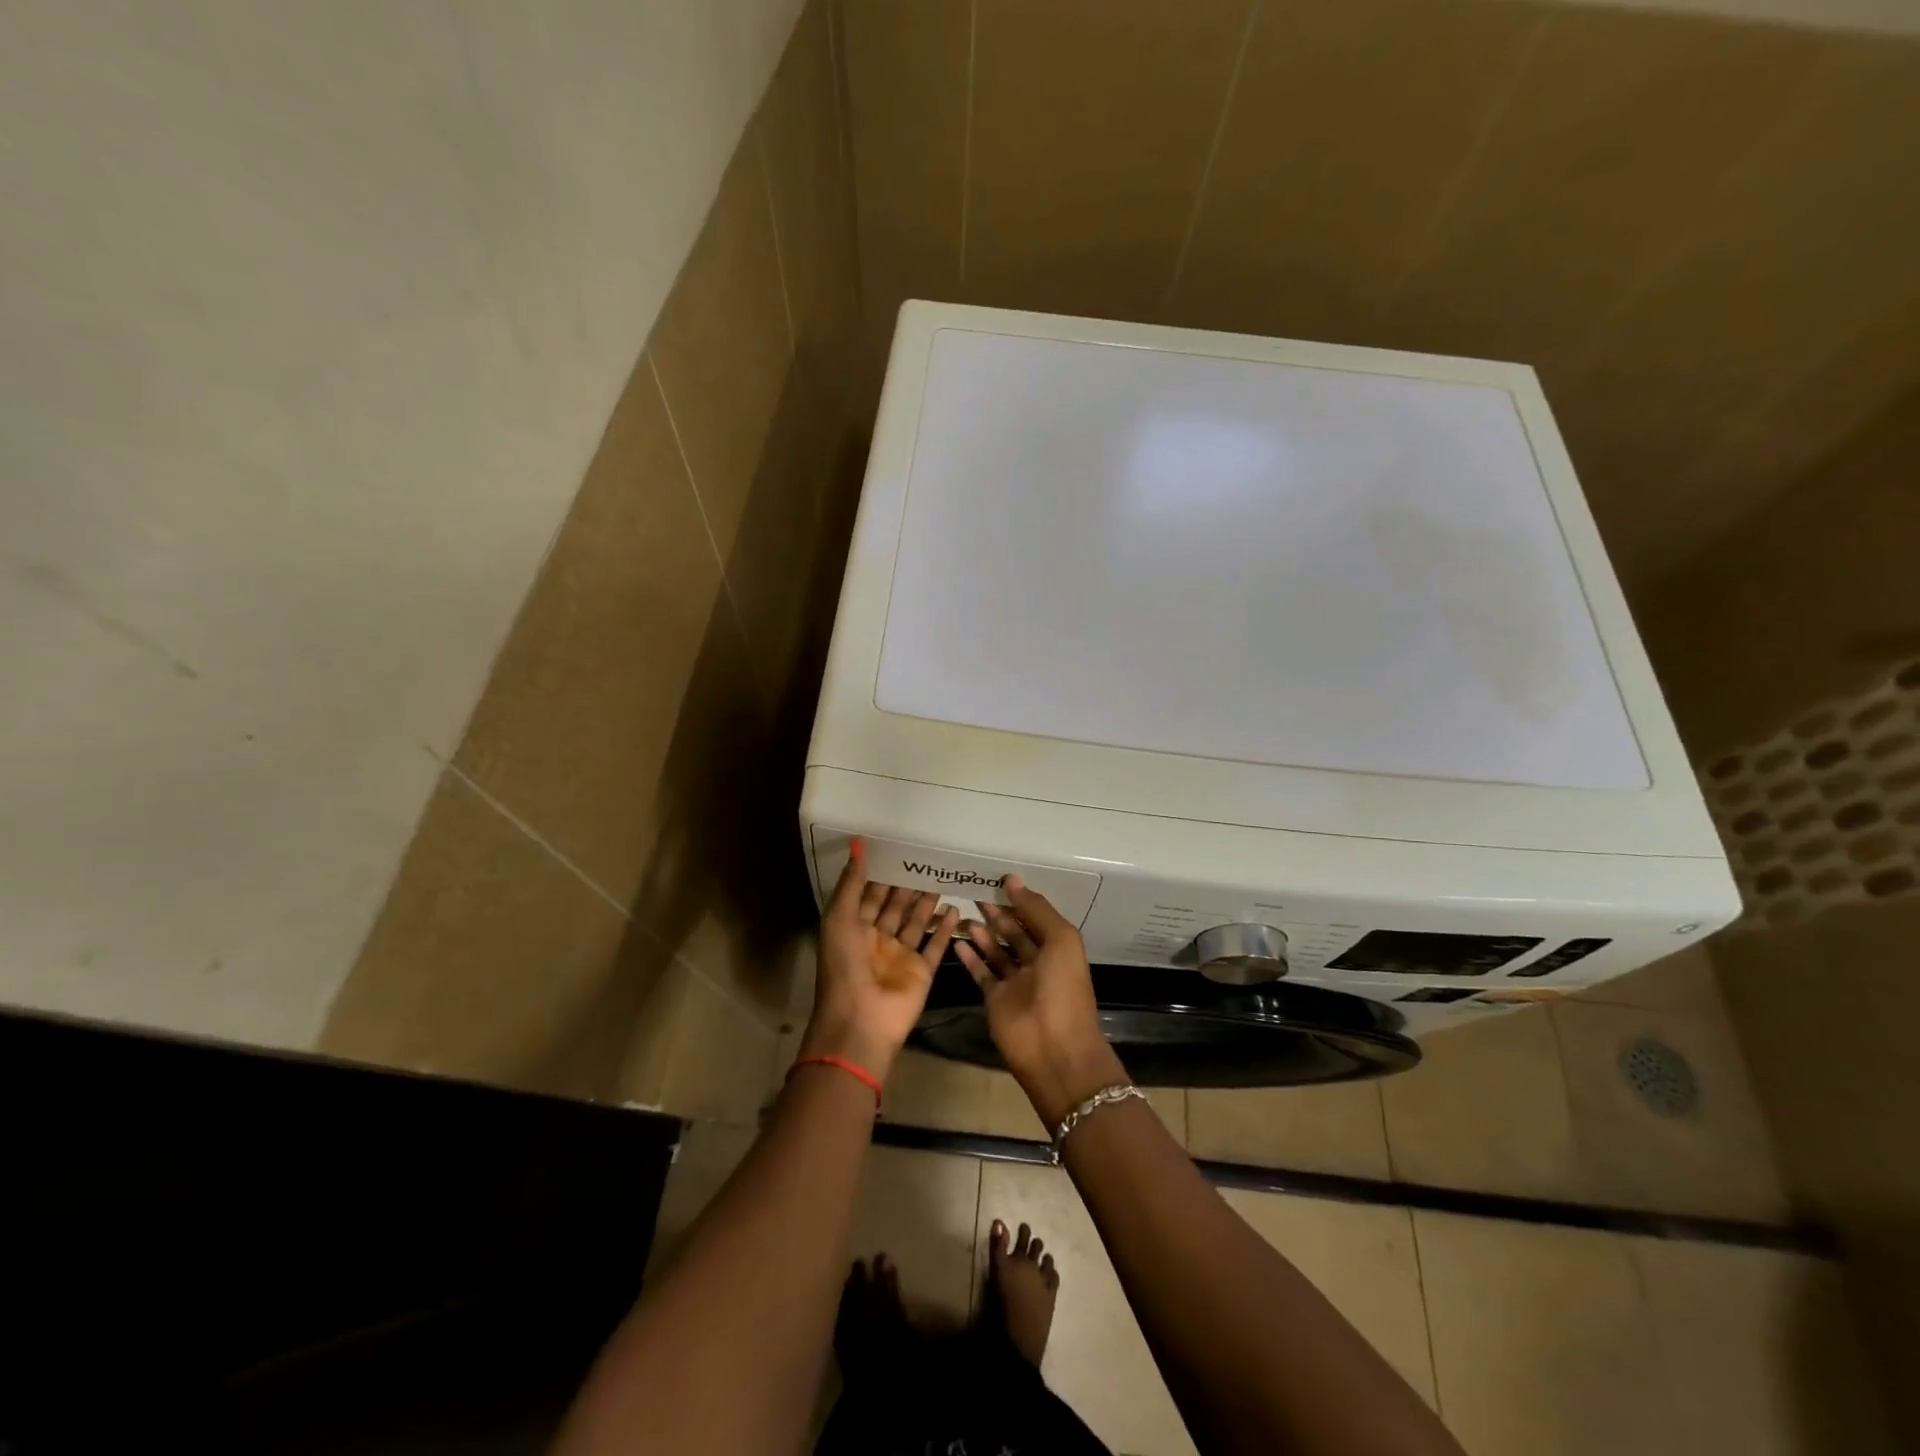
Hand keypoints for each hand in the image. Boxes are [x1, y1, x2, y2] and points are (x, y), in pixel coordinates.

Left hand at [805, 840, 959, 1083]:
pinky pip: (935, 946)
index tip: (898, 849)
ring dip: (927, 902)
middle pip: (895, 906)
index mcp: (854, 928)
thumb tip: (858, 843)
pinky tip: (956, 909)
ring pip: (916, 922)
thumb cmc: (844, 967)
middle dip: (908, 885)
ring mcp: (901, 956)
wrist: (861, 1021)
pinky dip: (945, 929)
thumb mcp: (839, 919)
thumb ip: (851, 883)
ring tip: (942, 878)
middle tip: (926, 859)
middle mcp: (878, 939)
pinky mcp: (922, 971)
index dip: (882, 874)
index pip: (870, 895)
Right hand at [954, 878, 1126, 1126]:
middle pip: (1015, 932)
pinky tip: (958, 940)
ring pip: (996, 951)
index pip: (1036, 918)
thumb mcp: (1060, 940)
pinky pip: (982, 973)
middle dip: (998, 913)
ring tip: (964, 911)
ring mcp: (1015, 983)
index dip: (1019, 900)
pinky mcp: (996, 999)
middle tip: (974, 892)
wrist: (1054, 1047)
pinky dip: (970, 957)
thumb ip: (1036, 909)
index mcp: (1058, 948)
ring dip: (983, 932)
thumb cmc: (1063, 988)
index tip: (997, 881)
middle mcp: (1037, 963)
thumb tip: (1012, 880)